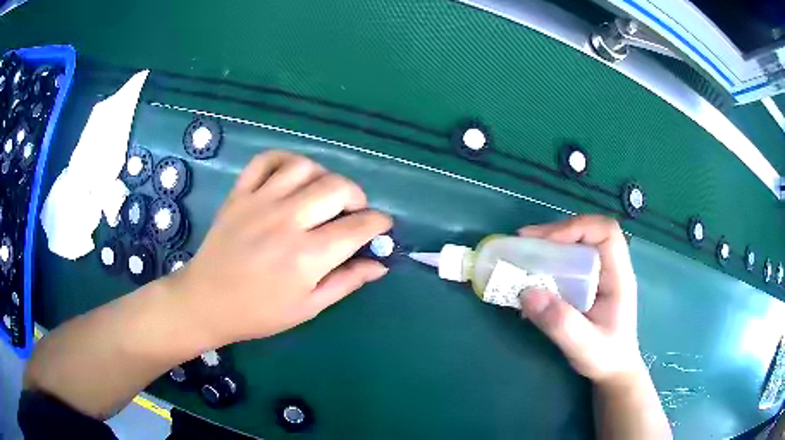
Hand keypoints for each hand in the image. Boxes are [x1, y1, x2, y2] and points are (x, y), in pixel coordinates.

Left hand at [168, 151, 391, 345]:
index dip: (379, 223)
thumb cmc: (259, 312)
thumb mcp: (308, 307)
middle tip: (354, 213)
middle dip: (358, 197)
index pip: (359, 227)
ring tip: (322, 195)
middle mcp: (286, 221)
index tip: (382, 227)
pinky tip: (292, 176)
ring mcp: (259, 202)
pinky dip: (285, 160)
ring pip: (305, 167)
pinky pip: (266, 160)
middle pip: (337, 188)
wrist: (206, 301)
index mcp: (307, 256)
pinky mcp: (239, 193)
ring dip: (324, 177)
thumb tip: (380, 265)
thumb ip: (347, 282)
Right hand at [517, 215, 644, 384]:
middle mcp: (610, 268)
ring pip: (576, 244)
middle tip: (524, 242)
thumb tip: (526, 292)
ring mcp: (599, 275)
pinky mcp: (587, 284)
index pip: (606, 232)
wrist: (614, 370)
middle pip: (587, 232)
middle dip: (555, 233)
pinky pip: (569, 262)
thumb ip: (560, 322)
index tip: (546, 242)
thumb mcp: (584, 346)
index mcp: (619, 276)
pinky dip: (549, 262)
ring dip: (549, 245)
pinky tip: (532, 275)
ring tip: (523, 254)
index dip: (576, 228)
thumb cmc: (606, 358)